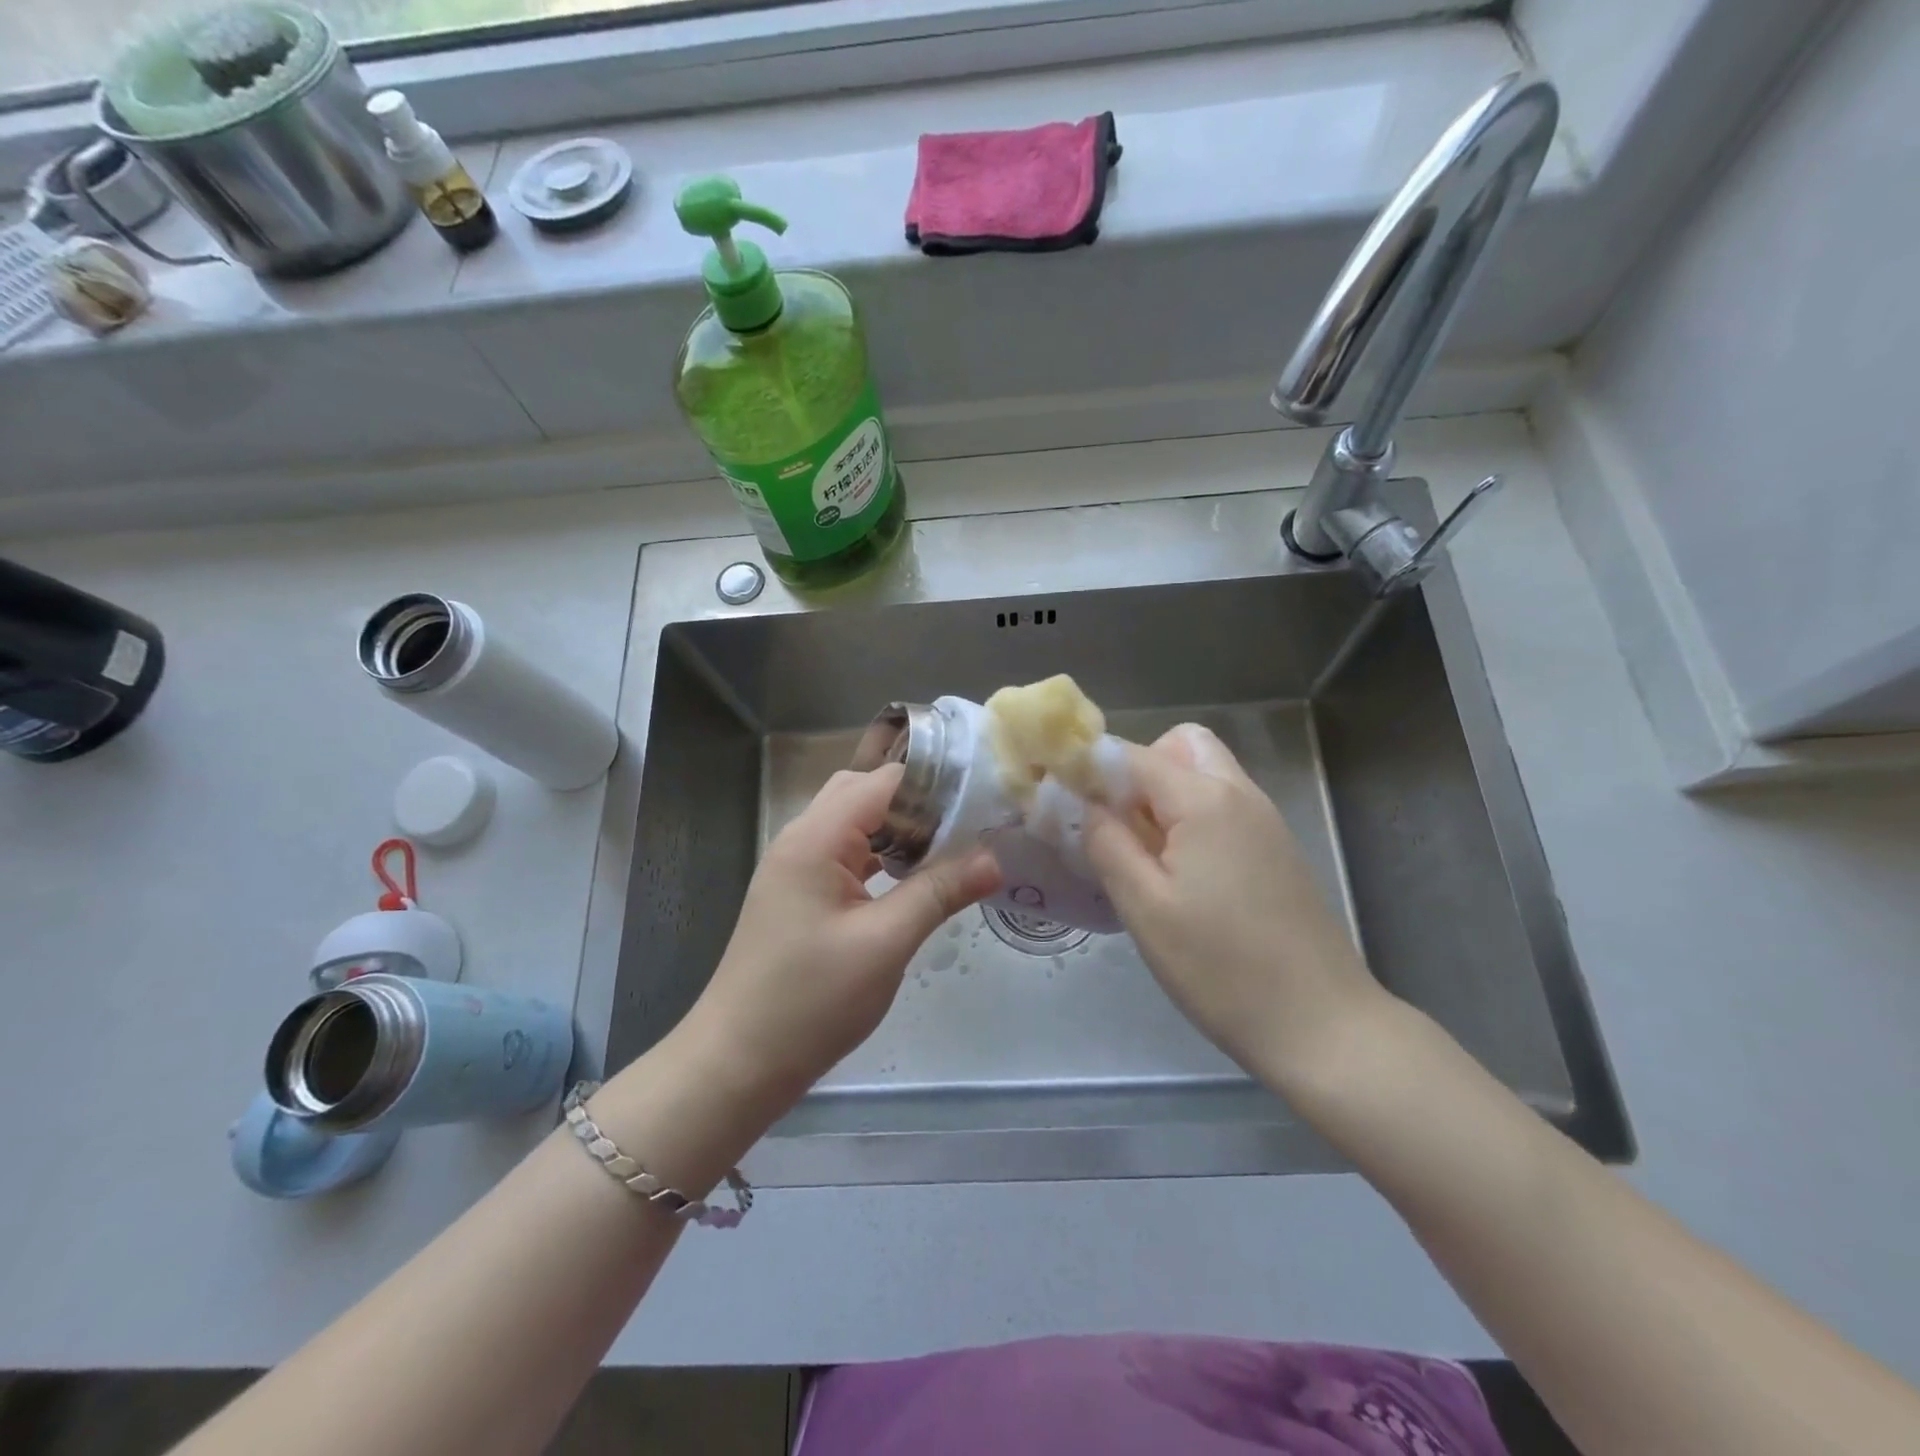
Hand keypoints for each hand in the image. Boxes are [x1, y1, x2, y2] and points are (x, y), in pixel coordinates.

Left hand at [684, 765, 1001, 1109]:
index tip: (983, 801)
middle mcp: (801, 839)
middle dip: (917, 803)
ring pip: (854, 824)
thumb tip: (995, 858)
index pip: (883, 781)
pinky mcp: (798, 895)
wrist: (737, 1063)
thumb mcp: (885, 944)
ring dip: (898, 830)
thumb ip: (940, 892)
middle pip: (865, 793)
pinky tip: (910, 879)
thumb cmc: (810, 1001)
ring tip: (949, 848)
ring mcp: (796, 868)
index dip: (934, 785)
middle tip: (967, 826)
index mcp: (816, 838)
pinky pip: (845, 855)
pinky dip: (880, 856)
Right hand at [1083, 724, 1387, 1094]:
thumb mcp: (1144, 907)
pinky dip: (1191, 815)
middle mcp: (1239, 794)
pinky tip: (1179, 873)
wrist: (1322, 1025)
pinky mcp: (1277, 849)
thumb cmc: (1220, 968)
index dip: (1088, 768)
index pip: (1131, 754)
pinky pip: (1223, 805)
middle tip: (1114, 823)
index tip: (1058, 799)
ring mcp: (1265, 820)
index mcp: (1204, 800)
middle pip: (1179, 745)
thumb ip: (1106, 842)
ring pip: (1204, 773)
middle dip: (1137, 770)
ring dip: (1164, 793)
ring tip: (1141, 852)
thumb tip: (1083, 801)